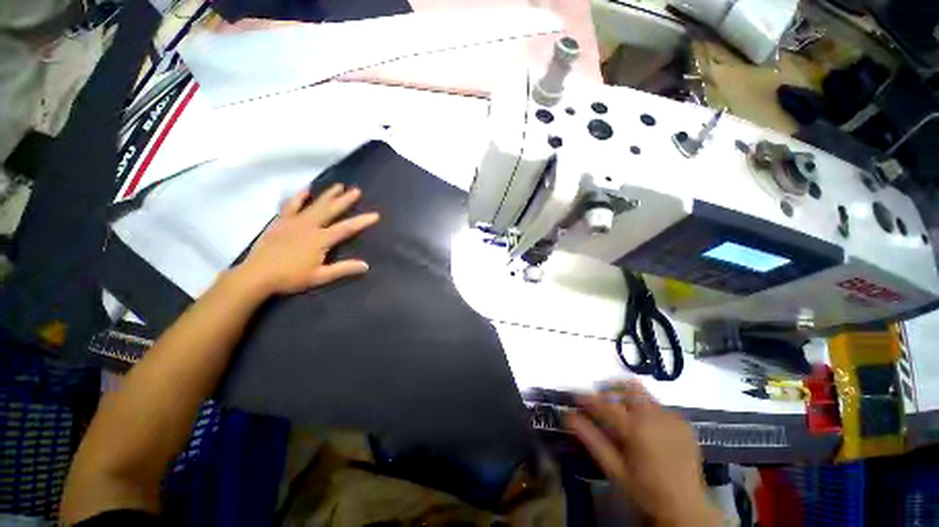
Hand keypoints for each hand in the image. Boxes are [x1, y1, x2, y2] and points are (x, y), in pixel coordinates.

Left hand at [235, 184, 379, 296]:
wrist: (256, 275)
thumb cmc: (290, 277)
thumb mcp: (320, 277)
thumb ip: (343, 269)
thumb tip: (366, 265)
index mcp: (320, 239)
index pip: (346, 228)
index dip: (362, 221)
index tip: (375, 215)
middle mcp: (309, 226)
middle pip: (330, 210)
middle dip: (345, 200)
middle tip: (356, 191)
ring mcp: (294, 222)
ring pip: (314, 205)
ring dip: (327, 195)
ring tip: (338, 186)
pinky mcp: (281, 221)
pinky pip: (291, 205)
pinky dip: (299, 197)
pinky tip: (305, 189)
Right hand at [566, 381, 721, 526]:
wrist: (688, 510)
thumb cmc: (645, 492)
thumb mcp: (614, 469)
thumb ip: (591, 439)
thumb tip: (568, 416)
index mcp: (636, 429)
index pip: (604, 404)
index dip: (586, 398)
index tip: (574, 396)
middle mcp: (655, 416)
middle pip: (628, 386)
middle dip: (611, 389)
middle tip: (601, 402)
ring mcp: (672, 418)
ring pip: (643, 394)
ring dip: (628, 399)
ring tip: (622, 417)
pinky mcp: (684, 423)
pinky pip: (659, 406)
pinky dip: (646, 410)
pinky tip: (645, 430)